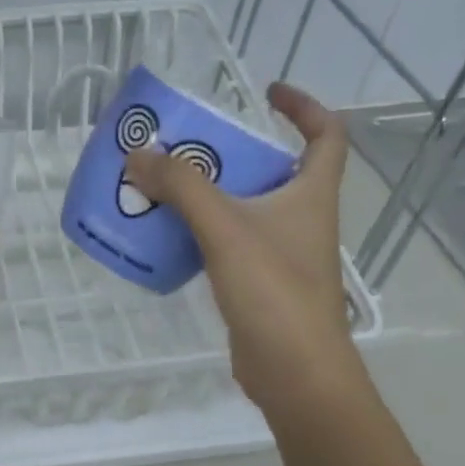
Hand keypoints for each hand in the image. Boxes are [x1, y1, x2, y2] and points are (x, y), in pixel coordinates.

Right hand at [124, 82, 356, 402]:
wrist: (295, 373)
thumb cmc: (274, 290)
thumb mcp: (225, 227)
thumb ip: (181, 186)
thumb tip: (137, 154)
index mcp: (311, 194)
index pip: (327, 135)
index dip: (303, 107)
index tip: (266, 93)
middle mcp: (301, 217)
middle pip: (271, 168)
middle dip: (229, 151)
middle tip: (184, 143)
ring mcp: (281, 251)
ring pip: (243, 206)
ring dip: (206, 191)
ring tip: (161, 183)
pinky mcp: (258, 280)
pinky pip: (226, 239)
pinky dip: (198, 228)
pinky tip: (164, 232)